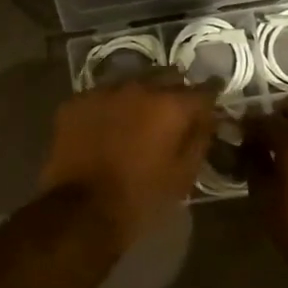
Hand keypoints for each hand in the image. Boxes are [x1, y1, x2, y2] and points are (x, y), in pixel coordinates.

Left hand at [39, 77, 216, 251]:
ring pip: (131, 82)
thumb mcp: (183, 175)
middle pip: (166, 77)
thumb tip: (207, 118)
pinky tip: (106, 125)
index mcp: (171, 106)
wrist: (81, 210)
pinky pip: (101, 96)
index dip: (210, 97)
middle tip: (173, 113)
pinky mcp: (76, 101)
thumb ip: (200, 139)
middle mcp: (139, 87)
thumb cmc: (141, 197)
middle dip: (174, 91)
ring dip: (139, 96)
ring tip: (137, 117)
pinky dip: (109, 107)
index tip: (211, 104)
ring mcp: (104, 91)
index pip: (203, 90)